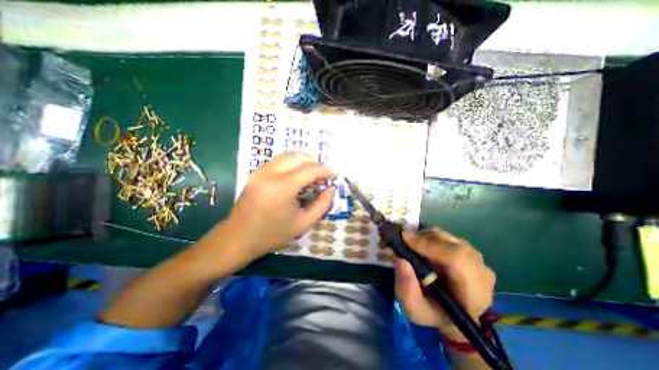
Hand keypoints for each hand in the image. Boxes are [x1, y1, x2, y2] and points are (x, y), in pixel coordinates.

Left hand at [224, 152, 334, 258]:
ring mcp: (260, 171)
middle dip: (315, 163)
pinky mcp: (255, 173)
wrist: (238, 239)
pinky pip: (278, 161)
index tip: (334, 175)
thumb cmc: (272, 235)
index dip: (325, 170)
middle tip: (322, 177)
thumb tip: (331, 189)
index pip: (309, 170)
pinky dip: (292, 164)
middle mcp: (269, 174)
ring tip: (311, 176)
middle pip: (298, 157)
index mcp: (282, 188)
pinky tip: (296, 177)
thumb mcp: (303, 224)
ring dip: (303, 162)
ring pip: (288, 156)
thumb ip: (322, 205)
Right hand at [391, 229, 494, 340]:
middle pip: (451, 243)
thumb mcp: (414, 309)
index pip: (457, 258)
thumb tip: (401, 261)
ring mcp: (477, 258)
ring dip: (425, 237)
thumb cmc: (433, 313)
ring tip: (411, 245)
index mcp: (474, 293)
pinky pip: (447, 236)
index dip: (429, 244)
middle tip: (403, 239)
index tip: (405, 238)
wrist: (451, 313)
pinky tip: (421, 246)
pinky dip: (430, 236)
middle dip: (423, 238)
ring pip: (447, 237)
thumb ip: (407, 289)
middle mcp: (480, 271)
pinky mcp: (468, 249)